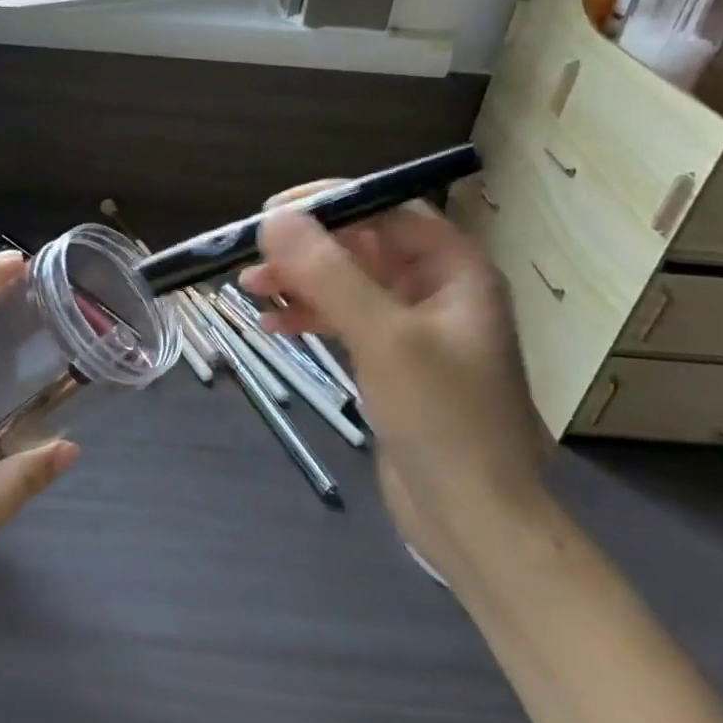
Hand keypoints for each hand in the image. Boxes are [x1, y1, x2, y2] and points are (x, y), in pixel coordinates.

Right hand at [240, 189, 551, 572]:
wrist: (475, 519)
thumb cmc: (441, 418)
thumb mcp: (383, 337)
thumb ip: (329, 274)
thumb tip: (276, 219)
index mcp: (455, 269)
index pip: (387, 210)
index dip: (330, 204)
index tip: (273, 213)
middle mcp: (438, 290)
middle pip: (363, 246)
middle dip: (307, 249)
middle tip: (251, 255)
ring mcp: (415, 328)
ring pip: (349, 285)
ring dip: (301, 283)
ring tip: (248, 288)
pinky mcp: (394, 362)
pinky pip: (347, 322)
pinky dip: (310, 318)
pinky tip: (273, 325)